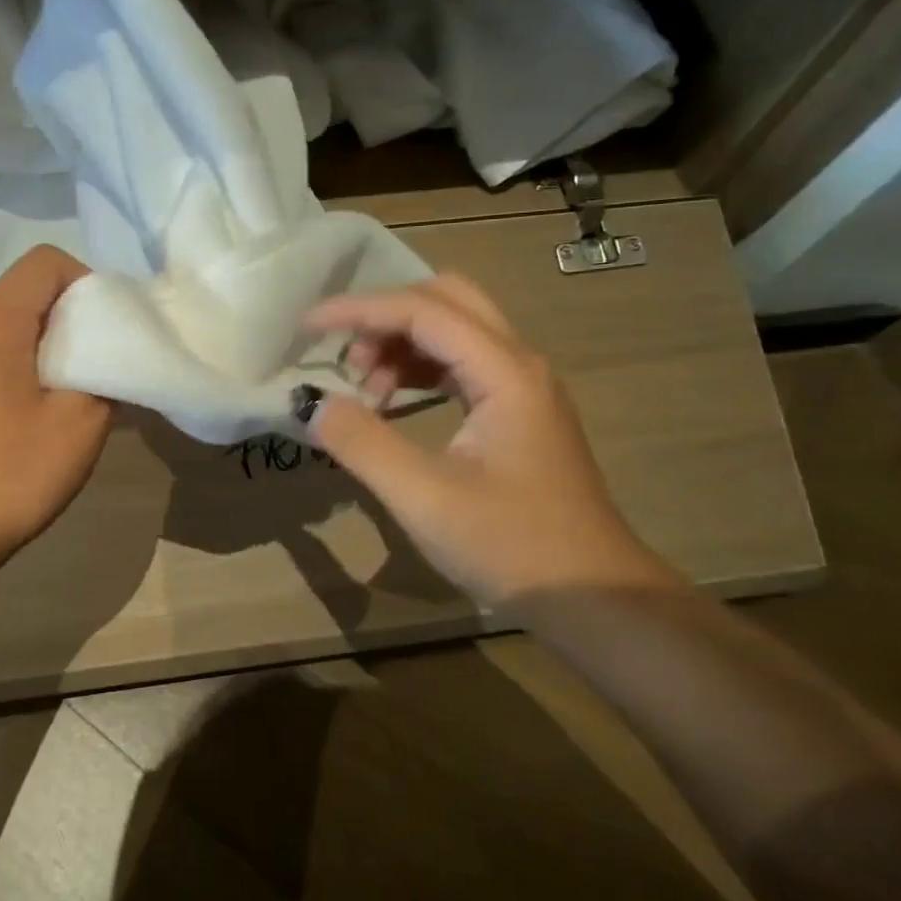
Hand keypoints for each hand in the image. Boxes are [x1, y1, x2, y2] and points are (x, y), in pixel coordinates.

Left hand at [0, 246, 112, 571]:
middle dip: (73, 319)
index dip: (87, 283)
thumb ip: (105, 373)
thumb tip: (105, 356)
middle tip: (99, 368)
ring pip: (11, 326)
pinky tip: (34, 416)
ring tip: (70, 398)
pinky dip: (23, 367)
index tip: (107, 331)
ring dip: (49, 348)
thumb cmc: (9, 475)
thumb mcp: (80, 424)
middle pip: (28, 293)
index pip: (45, 262)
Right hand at [303, 274, 674, 604]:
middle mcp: (519, 364)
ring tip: (365, 389)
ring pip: (455, 330)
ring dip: (402, 342)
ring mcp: (522, 387)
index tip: (308, 327)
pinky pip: (461, 364)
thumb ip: (363, 443)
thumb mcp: (424, 498)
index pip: (423, 311)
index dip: (359, 310)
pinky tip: (393, 404)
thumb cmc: (512, 547)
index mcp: (505, 373)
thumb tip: (314, 403)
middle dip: (386, 316)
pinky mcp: (517, 412)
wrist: (593, 600)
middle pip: (447, 300)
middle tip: (345, 356)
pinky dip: (419, 368)